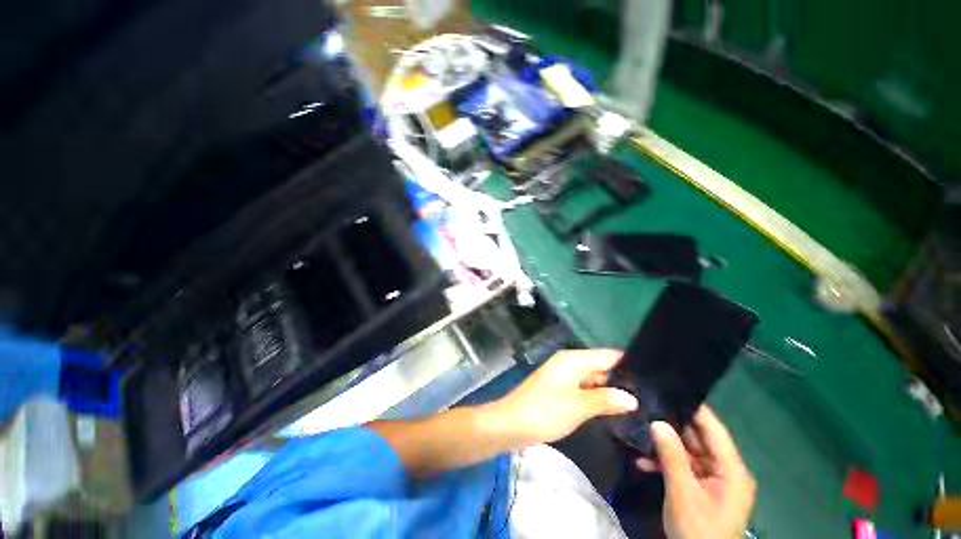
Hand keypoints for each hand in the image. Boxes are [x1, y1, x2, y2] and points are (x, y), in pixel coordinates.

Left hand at [490, 349, 637, 446]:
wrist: (511, 423)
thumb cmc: (544, 412)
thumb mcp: (577, 406)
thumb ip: (605, 399)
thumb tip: (632, 398)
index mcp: (572, 360)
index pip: (607, 355)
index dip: (628, 364)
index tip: (653, 377)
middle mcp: (568, 362)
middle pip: (601, 366)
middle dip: (621, 379)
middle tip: (650, 397)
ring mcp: (563, 375)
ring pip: (593, 378)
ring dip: (610, 390)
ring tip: (639, 405)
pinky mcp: (559, 388)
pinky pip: (584, 388)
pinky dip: (597, 396)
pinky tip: (613, 409)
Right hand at [637, 407, 755, 538]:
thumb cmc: (698, 530)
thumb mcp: (682, 493)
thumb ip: (671, 456)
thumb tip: (657, 422)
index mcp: (731, 470)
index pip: (714, 430)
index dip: (694, 409)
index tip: (670, 389)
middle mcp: (725, 470)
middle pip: (699, 439)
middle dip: (672, 426)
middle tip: (646, 407)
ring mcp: (713, 479)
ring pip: (687, 451)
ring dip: (664, 446)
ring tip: (639, 430)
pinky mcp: (701, 487)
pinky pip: (683, 466)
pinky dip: (664, 463)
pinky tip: (643, 460)